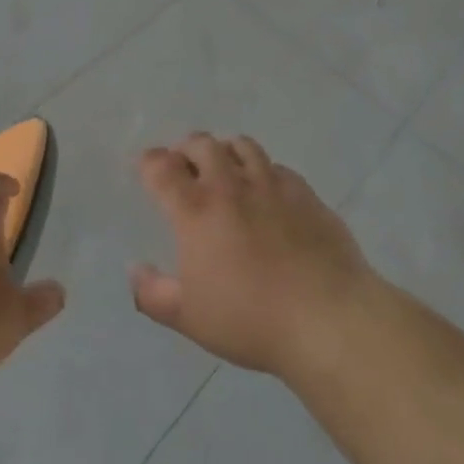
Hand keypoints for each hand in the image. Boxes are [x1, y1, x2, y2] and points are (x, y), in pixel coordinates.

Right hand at [131, 134, 374, 378]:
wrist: (327, 318)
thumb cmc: (249, 319)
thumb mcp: (188, 317)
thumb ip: (152, 293)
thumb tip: (136, 270)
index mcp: (195, 210)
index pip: (162, 167)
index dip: (149, 163)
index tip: (148, 169)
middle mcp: (230, 185)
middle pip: (202, 144)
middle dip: (186, 150)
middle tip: (185, 169)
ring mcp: (272, 185)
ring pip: (242, 146)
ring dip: (225, 152)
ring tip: (225, 171)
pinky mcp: (305, 193)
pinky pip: (277, 167)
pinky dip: (262, 171)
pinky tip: (266, 193)